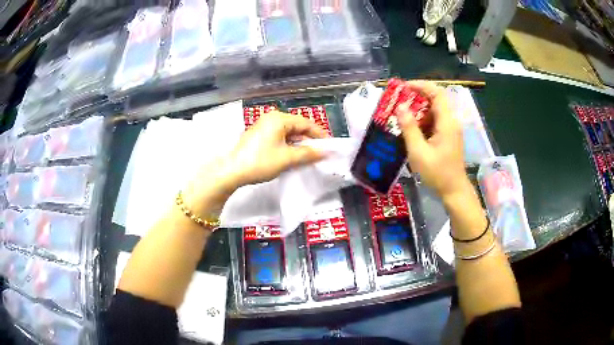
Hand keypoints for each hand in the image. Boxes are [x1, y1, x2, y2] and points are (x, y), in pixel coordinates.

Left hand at [226, 111, 326, 186]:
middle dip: (309, 139)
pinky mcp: (259, 135)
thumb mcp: (287, 158)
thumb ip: (307, 154)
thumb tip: (324, 153)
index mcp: (279, 118)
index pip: (305, 123)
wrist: (232, 171)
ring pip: (288, 132)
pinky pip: (279, 136)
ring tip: (309, 156)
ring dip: (299, 143)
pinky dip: (288, 145)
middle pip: (297, 126)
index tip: (330, 145)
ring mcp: (264, 126)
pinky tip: (293, 155)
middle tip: (320, 152)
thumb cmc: (260, 162)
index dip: (319, 134)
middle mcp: (271, 118)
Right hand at [396, 81, 468, 197]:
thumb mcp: (418, 152)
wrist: (454, 191)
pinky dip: (425, 118)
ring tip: (404, 113)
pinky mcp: (450, 136)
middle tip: (401, 99)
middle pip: (437, 98)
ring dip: (421, 108)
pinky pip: (437, 119)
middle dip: (419, 95)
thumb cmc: (437, 173)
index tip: (404, 87)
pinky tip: (414, 127)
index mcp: (447, 122)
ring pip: (437, 109)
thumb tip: (400, 106)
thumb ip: (409, 128)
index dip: (421, 85)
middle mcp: (452, 121)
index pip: (437, 93)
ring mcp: (452, 128)